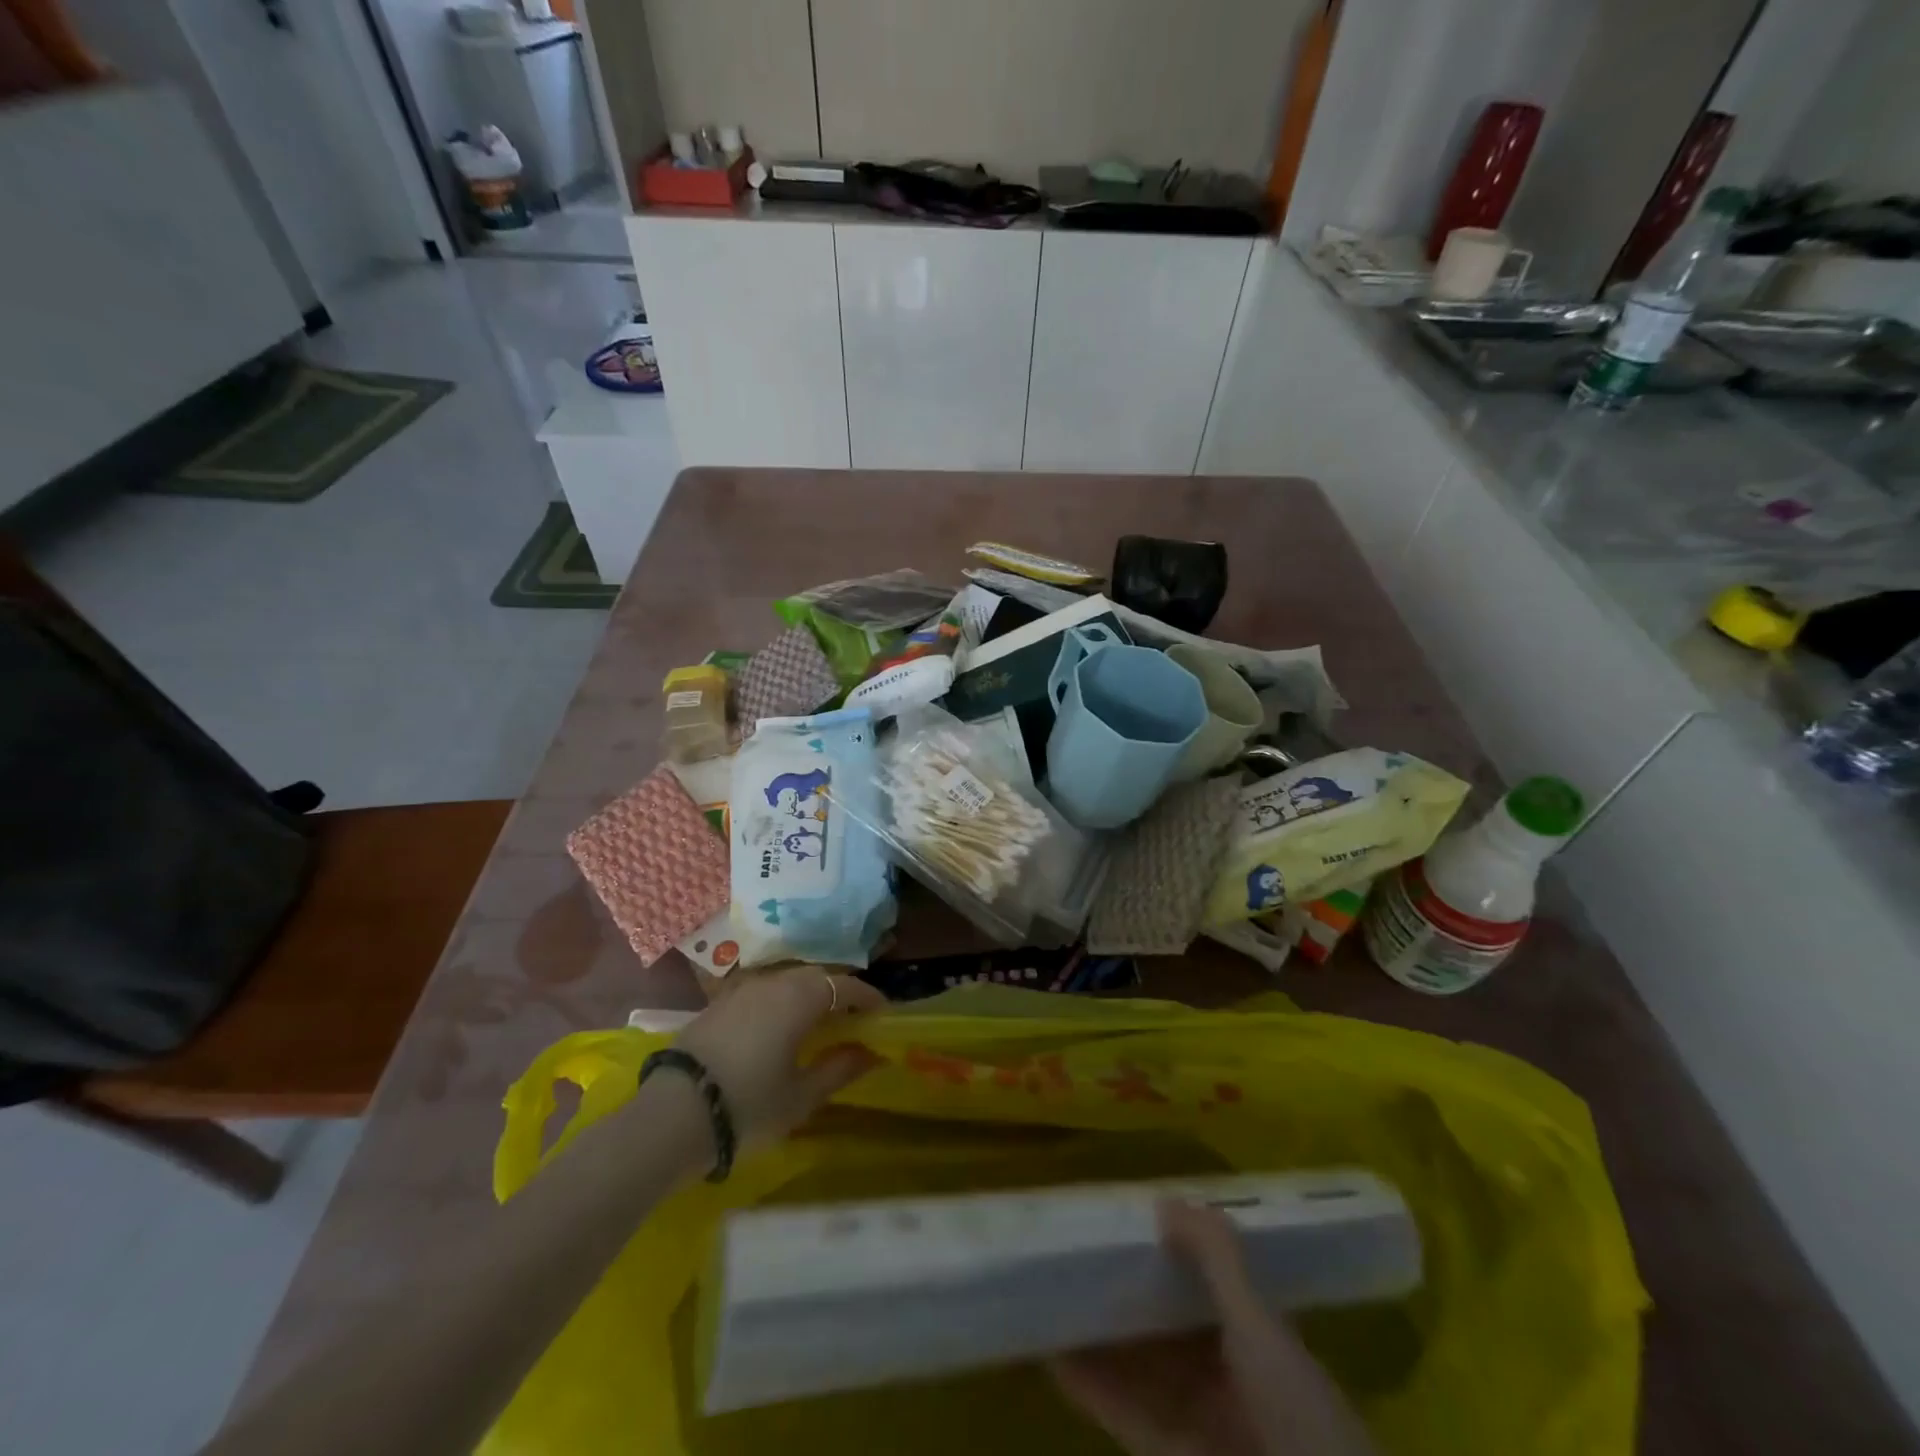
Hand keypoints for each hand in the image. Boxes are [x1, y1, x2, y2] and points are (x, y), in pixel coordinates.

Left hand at [674, 966, 884, 1147]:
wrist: (671, 1116)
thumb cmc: (748, 1106)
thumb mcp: (801, 1096)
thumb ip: (838, 1068)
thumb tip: (871, 1052)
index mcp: (799, 998)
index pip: (844, 985)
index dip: (867, 996)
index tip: (882, 1013)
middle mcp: (772, 982)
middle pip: (815, 977)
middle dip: (838, 992)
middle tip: (852, 1017)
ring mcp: (740, 990)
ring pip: (785, 981)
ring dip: (807, 995)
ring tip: (817, 1021)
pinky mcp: (716, 1004)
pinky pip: (761, 992)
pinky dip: (779, 1002)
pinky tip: (777, 1027)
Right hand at [1052, 1202, 1376, 1455]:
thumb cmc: (1304, 1423)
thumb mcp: (1262, 1329)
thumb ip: (1216, 1261)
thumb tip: (1164, 1199)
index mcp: (1262, 1344)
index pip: (1210, 1285)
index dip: (1171, 1253)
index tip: (1125, 1224)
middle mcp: (1232, 1381)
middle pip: (1169, 1327)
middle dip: (1127, 1293)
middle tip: (1075, 1256)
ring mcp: (1203, 1428)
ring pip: (1143, 1370)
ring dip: (1102, 1340)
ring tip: (1053, 1299)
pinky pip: (1128, 1419)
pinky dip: (1095, 1392)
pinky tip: (1056, 1362)